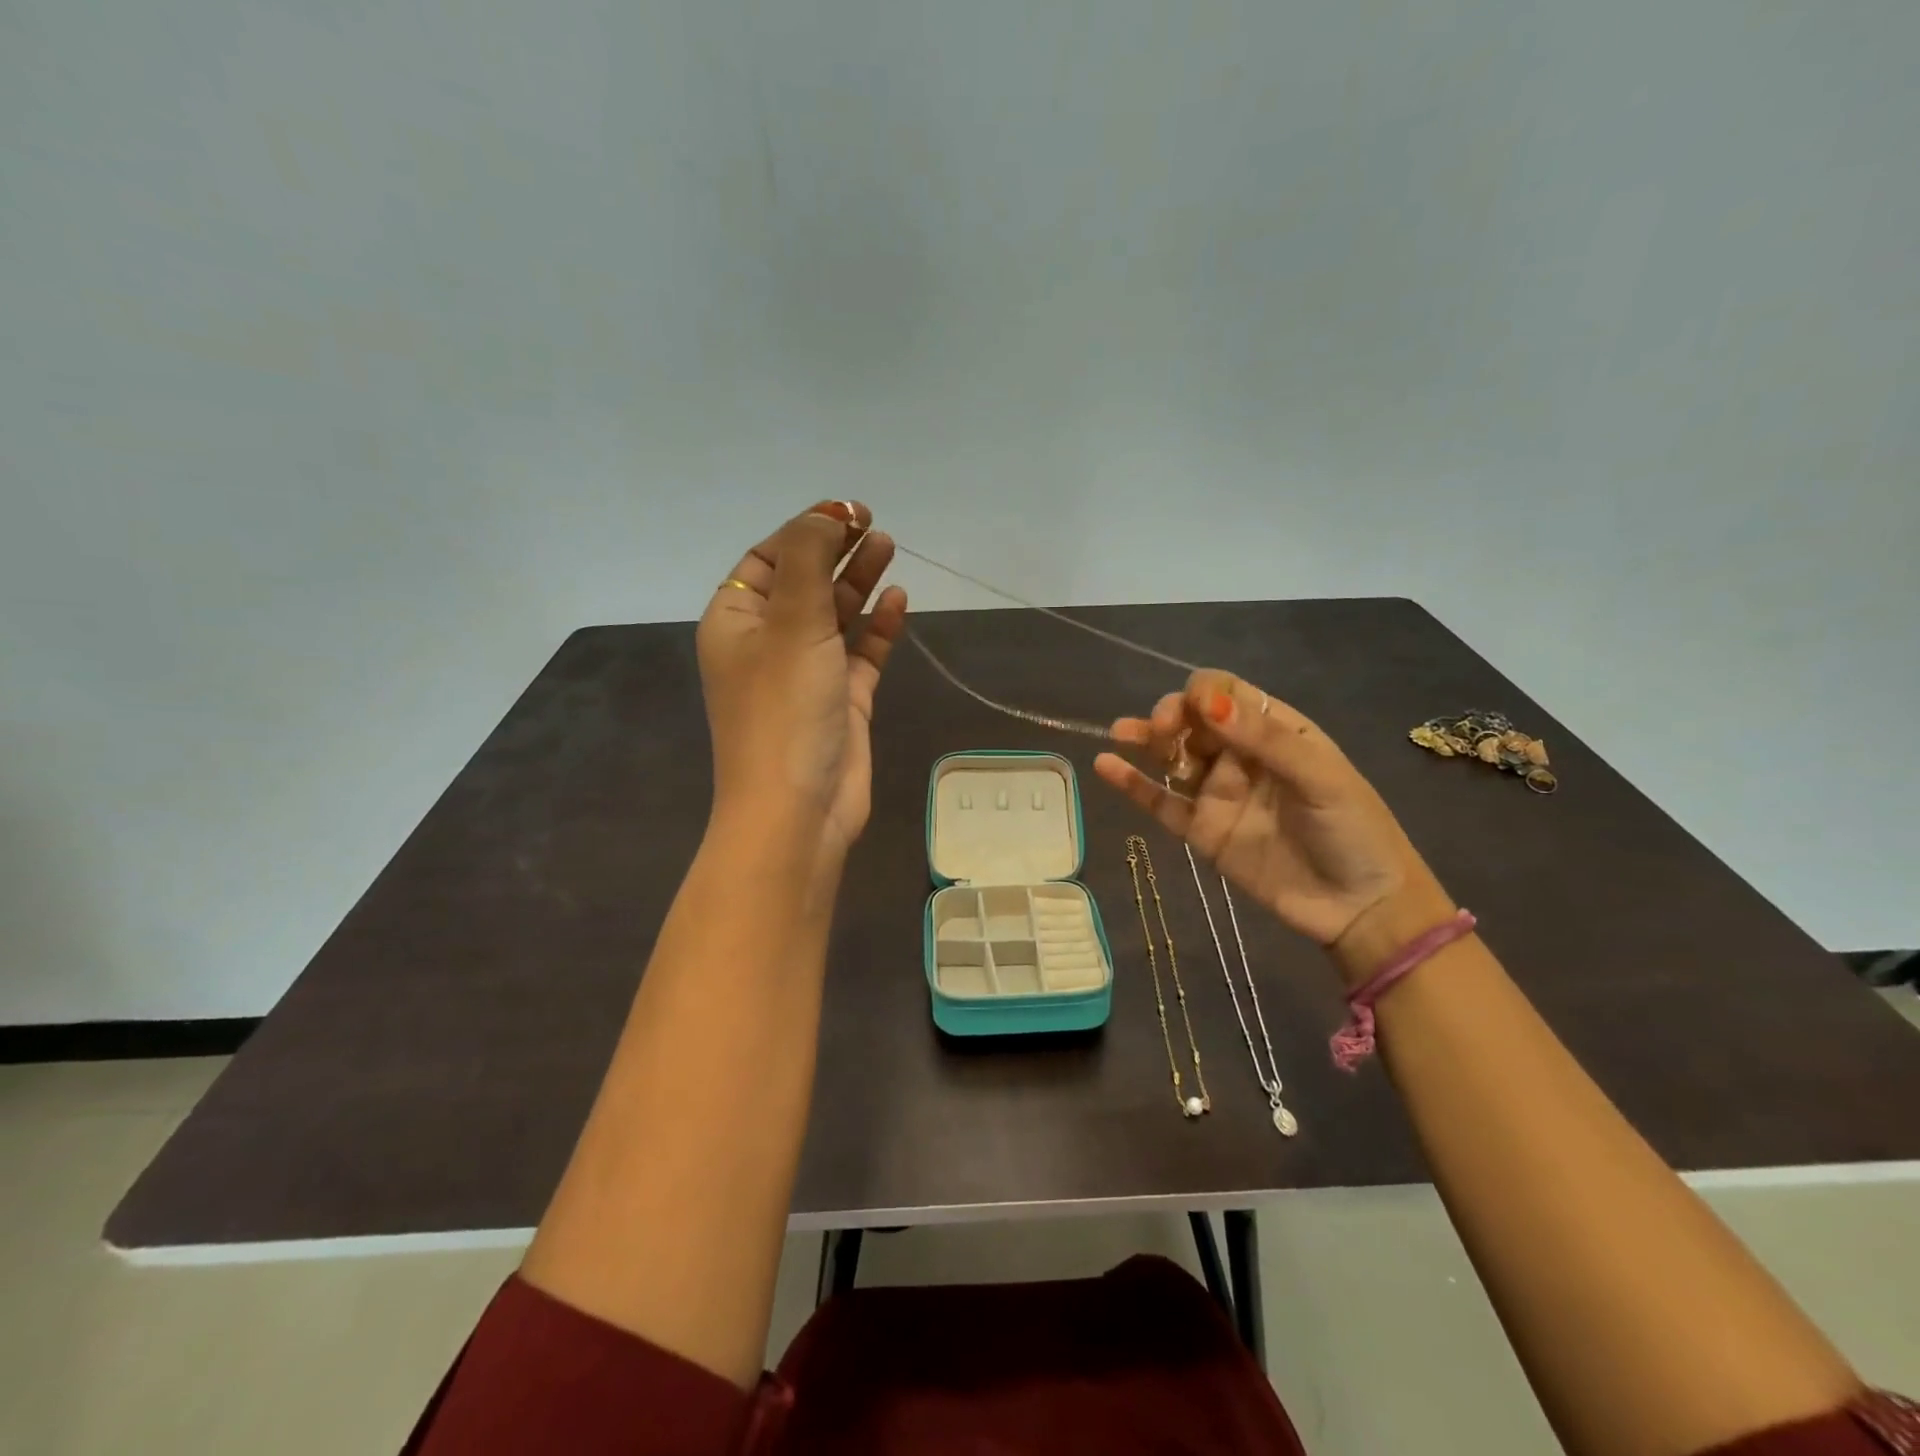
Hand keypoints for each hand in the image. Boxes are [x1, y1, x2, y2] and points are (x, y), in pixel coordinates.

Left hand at [695, 501, 907, 864]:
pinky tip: (899, 603)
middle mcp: (768, 643)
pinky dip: (878, 628)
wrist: (798, 808)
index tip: (848, 512)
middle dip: (836, 552)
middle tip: (874, 526)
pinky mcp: (841, 700)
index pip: (769, 559)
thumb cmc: (784, 708)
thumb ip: (809, 560)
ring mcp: (807, 673)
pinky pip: (861, 653)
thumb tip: (828, 516)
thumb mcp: (792, 622)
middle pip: (804, 582)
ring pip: (835, 616)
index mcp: (736, 621)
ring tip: (890, 549)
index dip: (806, 530)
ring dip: (859, 582)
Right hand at [1094, 672, 1449, 968]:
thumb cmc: (1352, 830)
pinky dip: (1132, 784)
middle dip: (1172, 715)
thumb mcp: (1320, 776)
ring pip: (1171, 756)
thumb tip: (1206, 702)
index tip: (1194, 711)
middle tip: (1165, 732)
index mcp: (1275, 731)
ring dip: (1146, 739)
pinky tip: (1106, 765)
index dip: (1203, 694)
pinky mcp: (1200, 830)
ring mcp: (1217, 793)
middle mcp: (1240, 755)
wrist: (1361, 908)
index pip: (1226, 694)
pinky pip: (1160, 801)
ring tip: (1121, 733)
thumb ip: (1263, 739)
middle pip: (1192, 719)